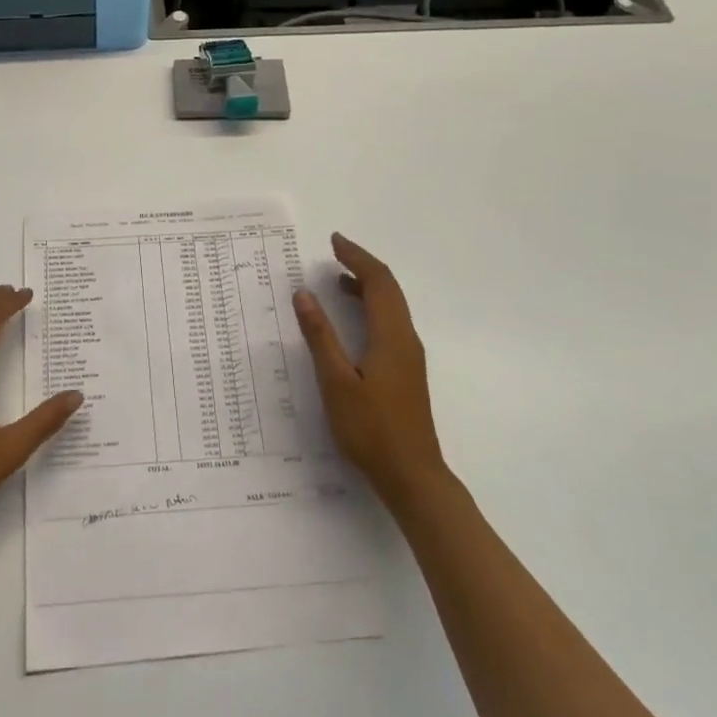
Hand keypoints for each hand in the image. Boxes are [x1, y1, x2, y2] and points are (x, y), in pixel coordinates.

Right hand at [293, 234, 453, 511]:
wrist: (412, 476)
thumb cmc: (371, 430)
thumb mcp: (337, 382)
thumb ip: (320, 336)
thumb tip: (304, 294)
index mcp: (391, 336)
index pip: (378, 282)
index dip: (357, 257)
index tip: (334, 241)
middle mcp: (405, 339)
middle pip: (389, 289)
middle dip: (362, 265)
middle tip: (334, 251)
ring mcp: (409, 356)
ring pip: (391, 307)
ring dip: (367, 286)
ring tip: (338, 278)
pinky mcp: (406, 371)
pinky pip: (389, 323)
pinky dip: (370, 307)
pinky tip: (352, 320)